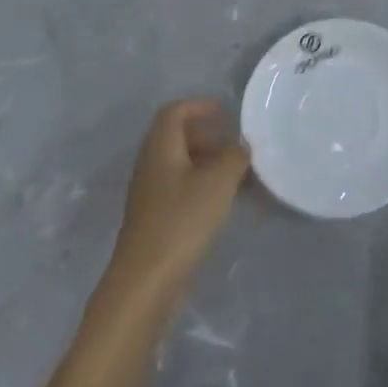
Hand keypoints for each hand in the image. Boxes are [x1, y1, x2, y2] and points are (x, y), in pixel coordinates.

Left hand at [110, 99, 250, 295]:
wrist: (146, 280)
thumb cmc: (182, 220)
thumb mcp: (219, 181)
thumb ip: (235, 156)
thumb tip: (241, 146)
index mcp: (160, 148)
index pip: (174, 112)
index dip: (199, 105)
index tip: (225, 112)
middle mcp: (151, 165)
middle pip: (177, 138)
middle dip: (209, 137)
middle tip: (236, 149)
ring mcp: (150, 194)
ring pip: (181, 165)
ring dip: (209, 165)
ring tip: (239, 178)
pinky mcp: (155, 219)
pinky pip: (181, 189)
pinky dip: (203, 187)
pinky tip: (225, 204)